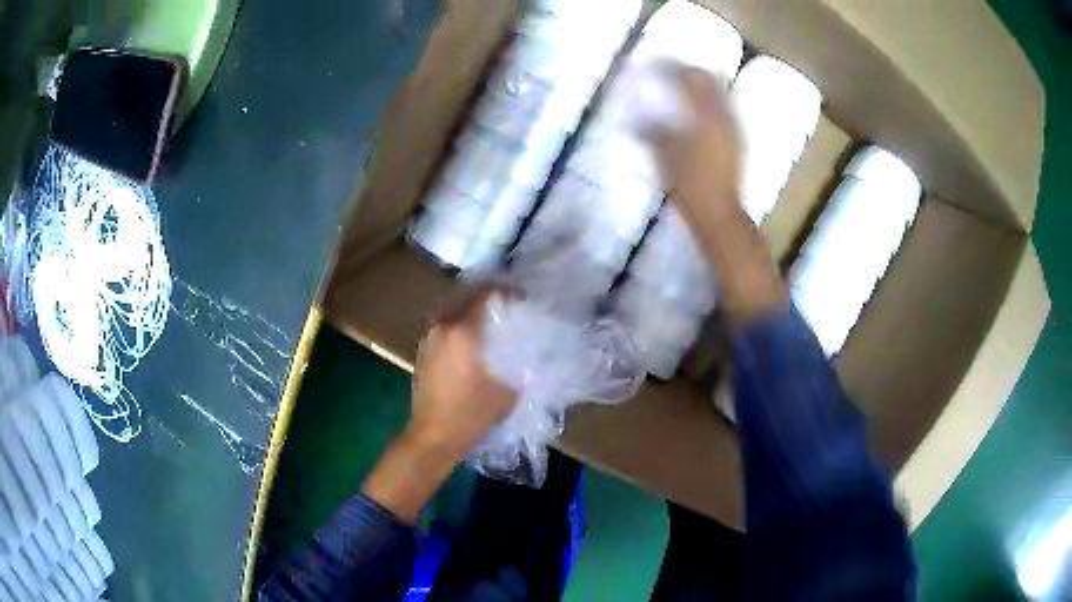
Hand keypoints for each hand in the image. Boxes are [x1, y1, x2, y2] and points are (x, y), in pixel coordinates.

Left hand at [409, 287, 517, 455]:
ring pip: (451, 310)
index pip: (485, 295)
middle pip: (465, 296)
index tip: (522, 298)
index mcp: (463, 331)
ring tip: (490, 320)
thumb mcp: (507, 390)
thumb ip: (521, 364)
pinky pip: (442, 326)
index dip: (506, 291)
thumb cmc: (471, 414)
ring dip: (470, 309)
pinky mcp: (421, 352)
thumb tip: (530, 350)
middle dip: (487, 296)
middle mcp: (442, 327)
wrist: (433, 436)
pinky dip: (457, 324)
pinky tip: (471, 340)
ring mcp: (428, 339)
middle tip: (507, 305)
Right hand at [652, 66, 744, 236]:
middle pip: (710, 80)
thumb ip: (650, 130)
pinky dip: (709, 103)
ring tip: (682, 88)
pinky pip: (724, 110)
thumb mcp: (663, 155)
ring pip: (719, 94)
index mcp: (706, 114)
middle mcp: (725, 115)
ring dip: (701, 86)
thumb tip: (636, 116)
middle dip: (689, 71)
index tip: (653, 64)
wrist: (720, 213)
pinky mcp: (737, 141)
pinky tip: (696, 113)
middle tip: (670, 71)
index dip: (671, 67)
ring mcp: (734, 128)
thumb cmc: (690, 184)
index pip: (690, 77)